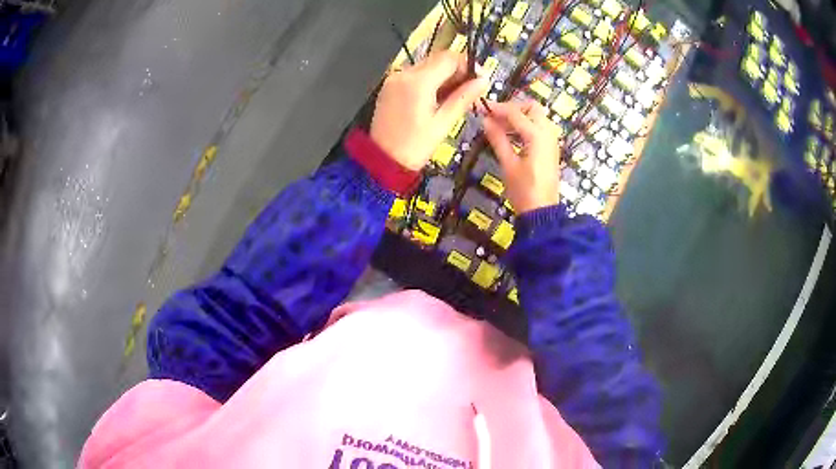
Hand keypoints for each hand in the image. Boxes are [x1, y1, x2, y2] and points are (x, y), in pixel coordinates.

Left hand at [371, 51, 488, 170]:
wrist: (382, 161)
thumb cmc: (415, 147)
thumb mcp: (443, 123)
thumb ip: (464, 97)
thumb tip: (484, 80)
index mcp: (418, 82)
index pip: (449, 58)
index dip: (468, 65)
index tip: (479, 80)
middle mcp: (404, 73)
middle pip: (438, 59)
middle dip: (456, 72)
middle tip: (469, 92)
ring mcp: (394, 78)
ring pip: (427, 66)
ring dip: (443, 77)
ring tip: (453, 99)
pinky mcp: (390, 86)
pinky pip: (414, 75)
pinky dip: (429, 82)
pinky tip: (436, 99)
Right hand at [481, 100, 561, 213]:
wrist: (542, 212)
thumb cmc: (524, 190)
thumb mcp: (508, 164)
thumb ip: (498, 139)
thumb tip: (486, 121)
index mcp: (537, 136)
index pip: (515, 113)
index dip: (498, 109)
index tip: (482, 108)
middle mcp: (548, 133)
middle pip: (532, 108)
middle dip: (513, 108)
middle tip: (495, 116)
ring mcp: (552, 141)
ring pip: (537, 117)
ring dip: (520, 116)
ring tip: (500, 126)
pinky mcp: (551, 149)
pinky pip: (540, 128)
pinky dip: (526, 126)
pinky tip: (512, 136)